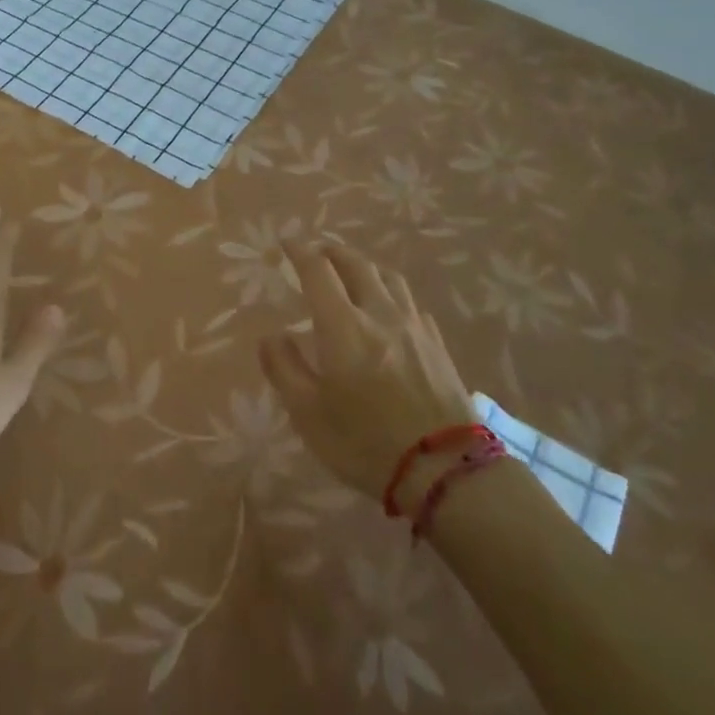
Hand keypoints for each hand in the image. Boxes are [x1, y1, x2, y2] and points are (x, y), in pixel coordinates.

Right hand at [259, 241, 479, 500]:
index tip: (287, 244)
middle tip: (318, 253)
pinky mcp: (436, 344)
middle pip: (356, 264)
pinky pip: (411, 303)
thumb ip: (284, 369)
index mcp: (343, 325)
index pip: (318, 271)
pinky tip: (391, 310)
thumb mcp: (308, 414)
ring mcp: (413, 326)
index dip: (300, 252)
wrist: (444, 470)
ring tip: (354, 273)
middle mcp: (378, 313)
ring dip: (365, 266)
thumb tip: (270, 336)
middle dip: (332, 252)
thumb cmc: (365, 443)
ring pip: (388, 278)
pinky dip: (392, 294)